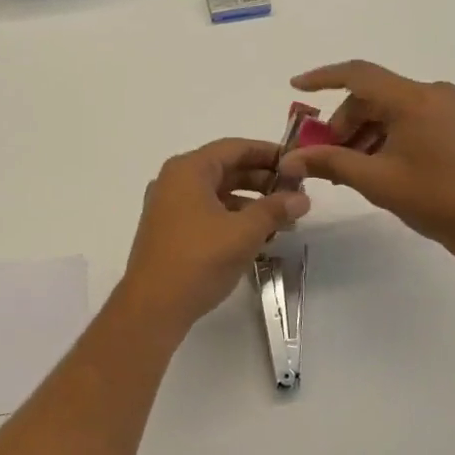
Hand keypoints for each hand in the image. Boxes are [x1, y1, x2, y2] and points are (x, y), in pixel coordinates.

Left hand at [114, 138, 309, 339]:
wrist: (152, 307)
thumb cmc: (198, 260)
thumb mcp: (243, 233)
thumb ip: (274, 210)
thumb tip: (301, 198)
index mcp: (188, 170)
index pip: (234, 148)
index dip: (267, 153)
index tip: (296, 162)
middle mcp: (174, 181)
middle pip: (224, 169)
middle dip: (261, 179)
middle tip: (294, 192)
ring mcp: (168, 207)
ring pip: (216, 193)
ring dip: (249, 201)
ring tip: (282, 218)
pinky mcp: (169, 231)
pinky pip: (206, 212)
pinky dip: (232, 217)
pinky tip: (256, 235)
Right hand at [276, 61, 454, 256]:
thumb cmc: (436, 198)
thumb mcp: (376, 180)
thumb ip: (330, 163)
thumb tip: (288, 161)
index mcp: (413, 99)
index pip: (358, 74)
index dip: (323, 78)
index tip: (296, 86)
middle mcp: (432, 93)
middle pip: (373, 95)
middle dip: (345, 122)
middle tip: (328, 155)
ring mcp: (449, 108)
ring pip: (391, 109)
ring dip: (365, 132)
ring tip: (353, 168)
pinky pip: (410, 118)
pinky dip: (387, 135)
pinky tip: (380, 166)